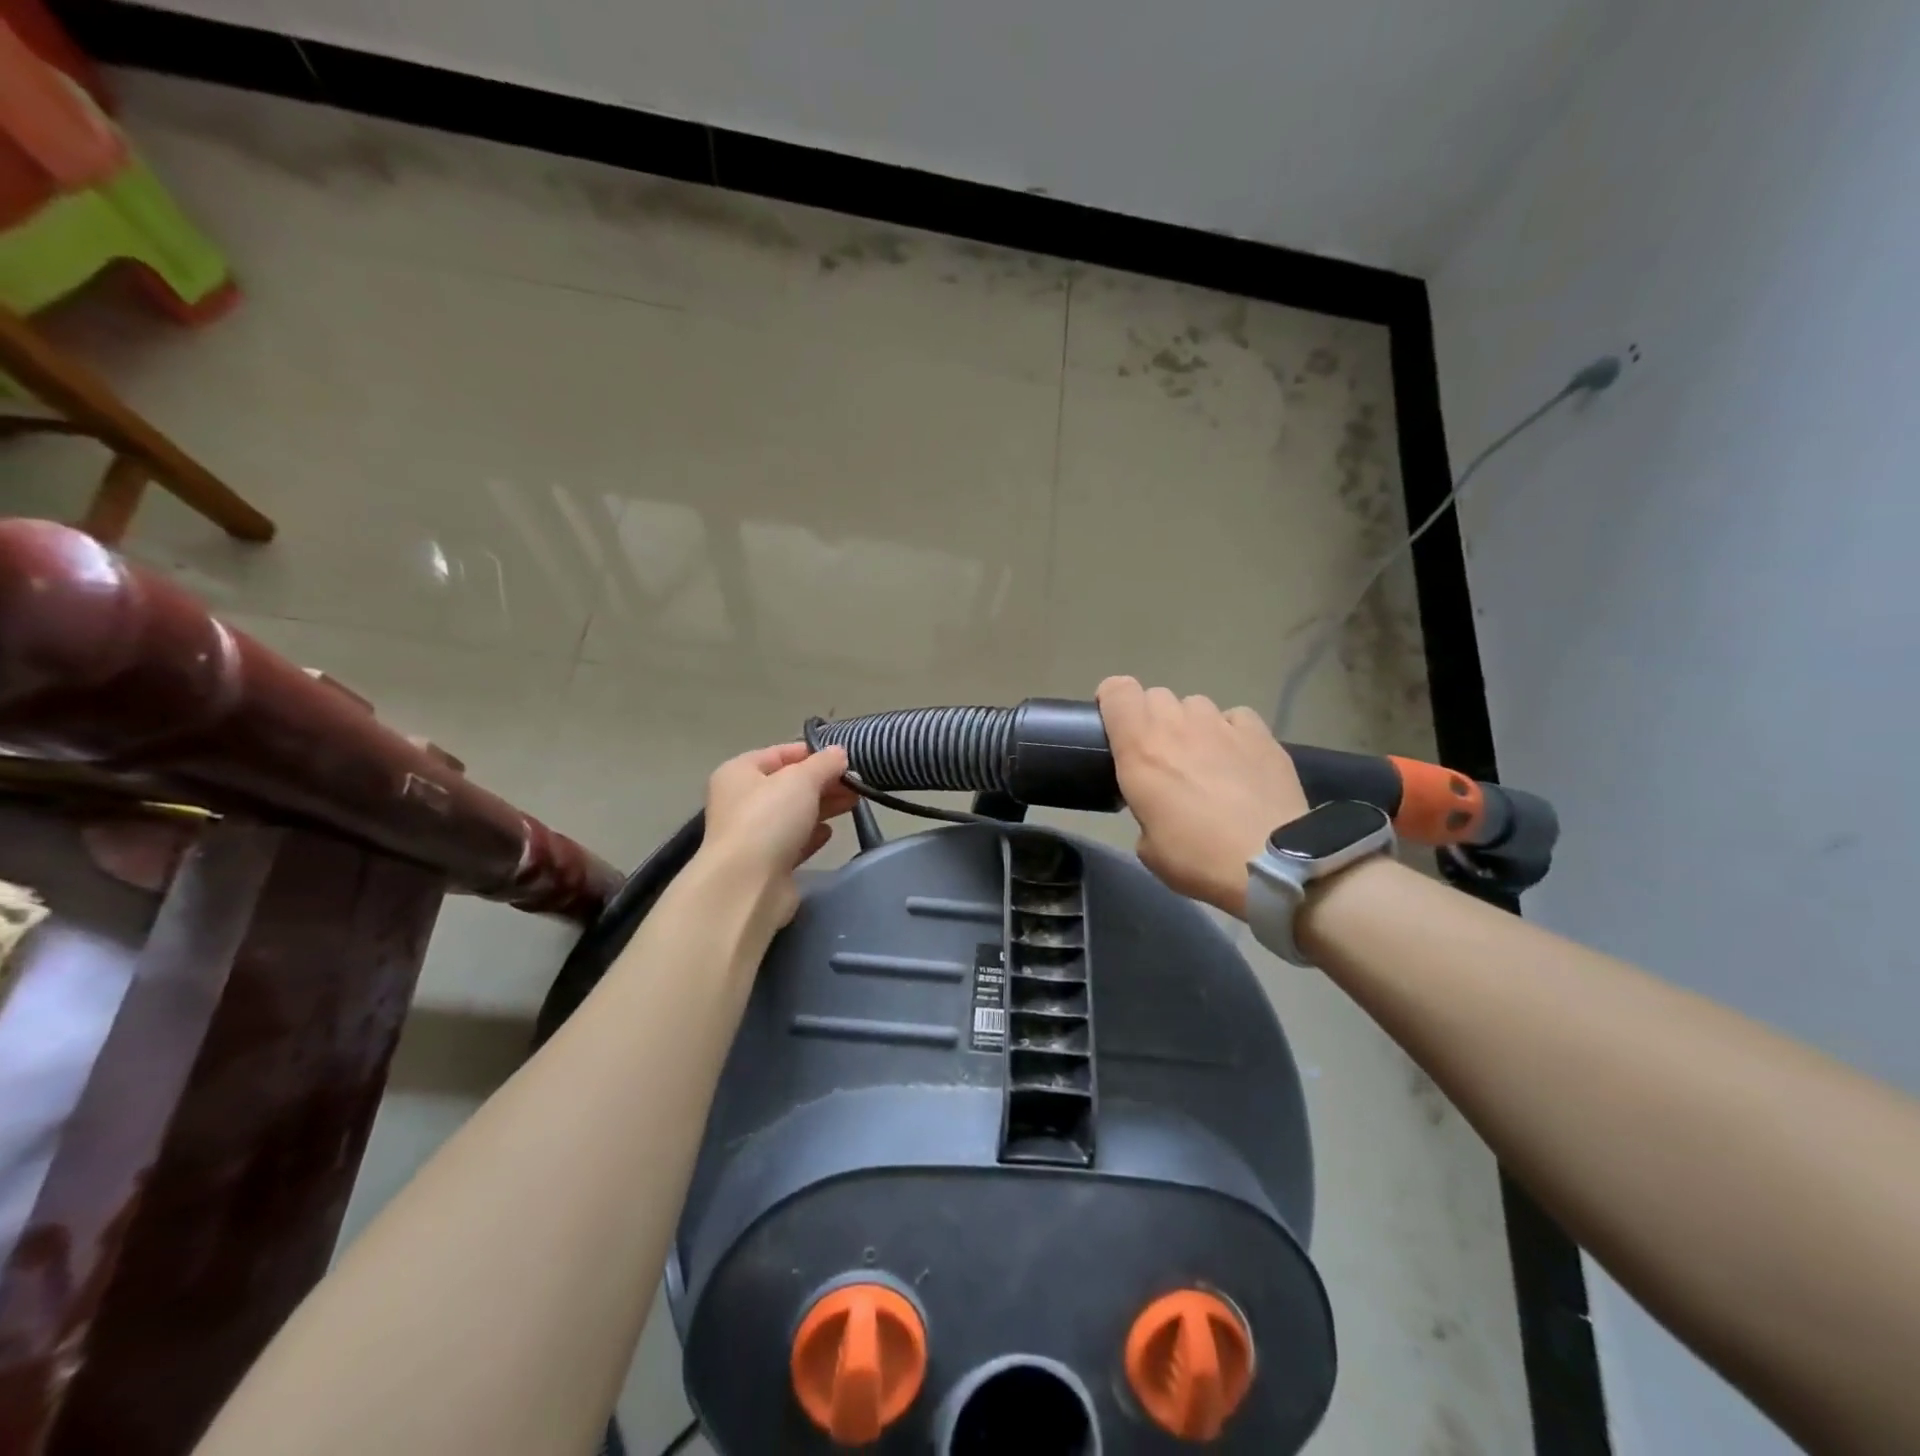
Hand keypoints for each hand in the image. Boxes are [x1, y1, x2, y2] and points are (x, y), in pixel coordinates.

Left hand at [699, 743, 856, 925]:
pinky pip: (792, 841)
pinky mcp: (765, 863)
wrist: (747, 885)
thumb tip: (839, 753)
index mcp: (739, 772)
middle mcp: (740, 800)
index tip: (844, 759)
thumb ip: (824, 764)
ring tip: (853, 803)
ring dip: (822, 806)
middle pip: (788, 784)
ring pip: (793, 813)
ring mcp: (752, 833)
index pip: (779, 753)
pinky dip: (811, 835)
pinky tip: (829, 833)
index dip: (812, 753)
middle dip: (823, 782)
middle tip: (856, 784)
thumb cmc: (769, 819)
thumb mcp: (801, 780)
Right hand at [1097, 676, 1308, 917]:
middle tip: (1162, 756)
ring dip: (1192, 726)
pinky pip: (1236, 718)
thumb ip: (1144, 808)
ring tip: (1204, 759)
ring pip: (1196, 705)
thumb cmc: (1196, 857)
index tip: (1116, 725)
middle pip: (1156, 696)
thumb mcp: (1148, 845)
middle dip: (1153, 719)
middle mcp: (1177, 725)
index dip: (1112, 700)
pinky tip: (1239, 759)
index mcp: (1140, 748)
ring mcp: (1222, 724)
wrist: (1271, 865)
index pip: (1117, 690)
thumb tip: (1157, 805)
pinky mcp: (1260, 734)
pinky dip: (1231, 733)